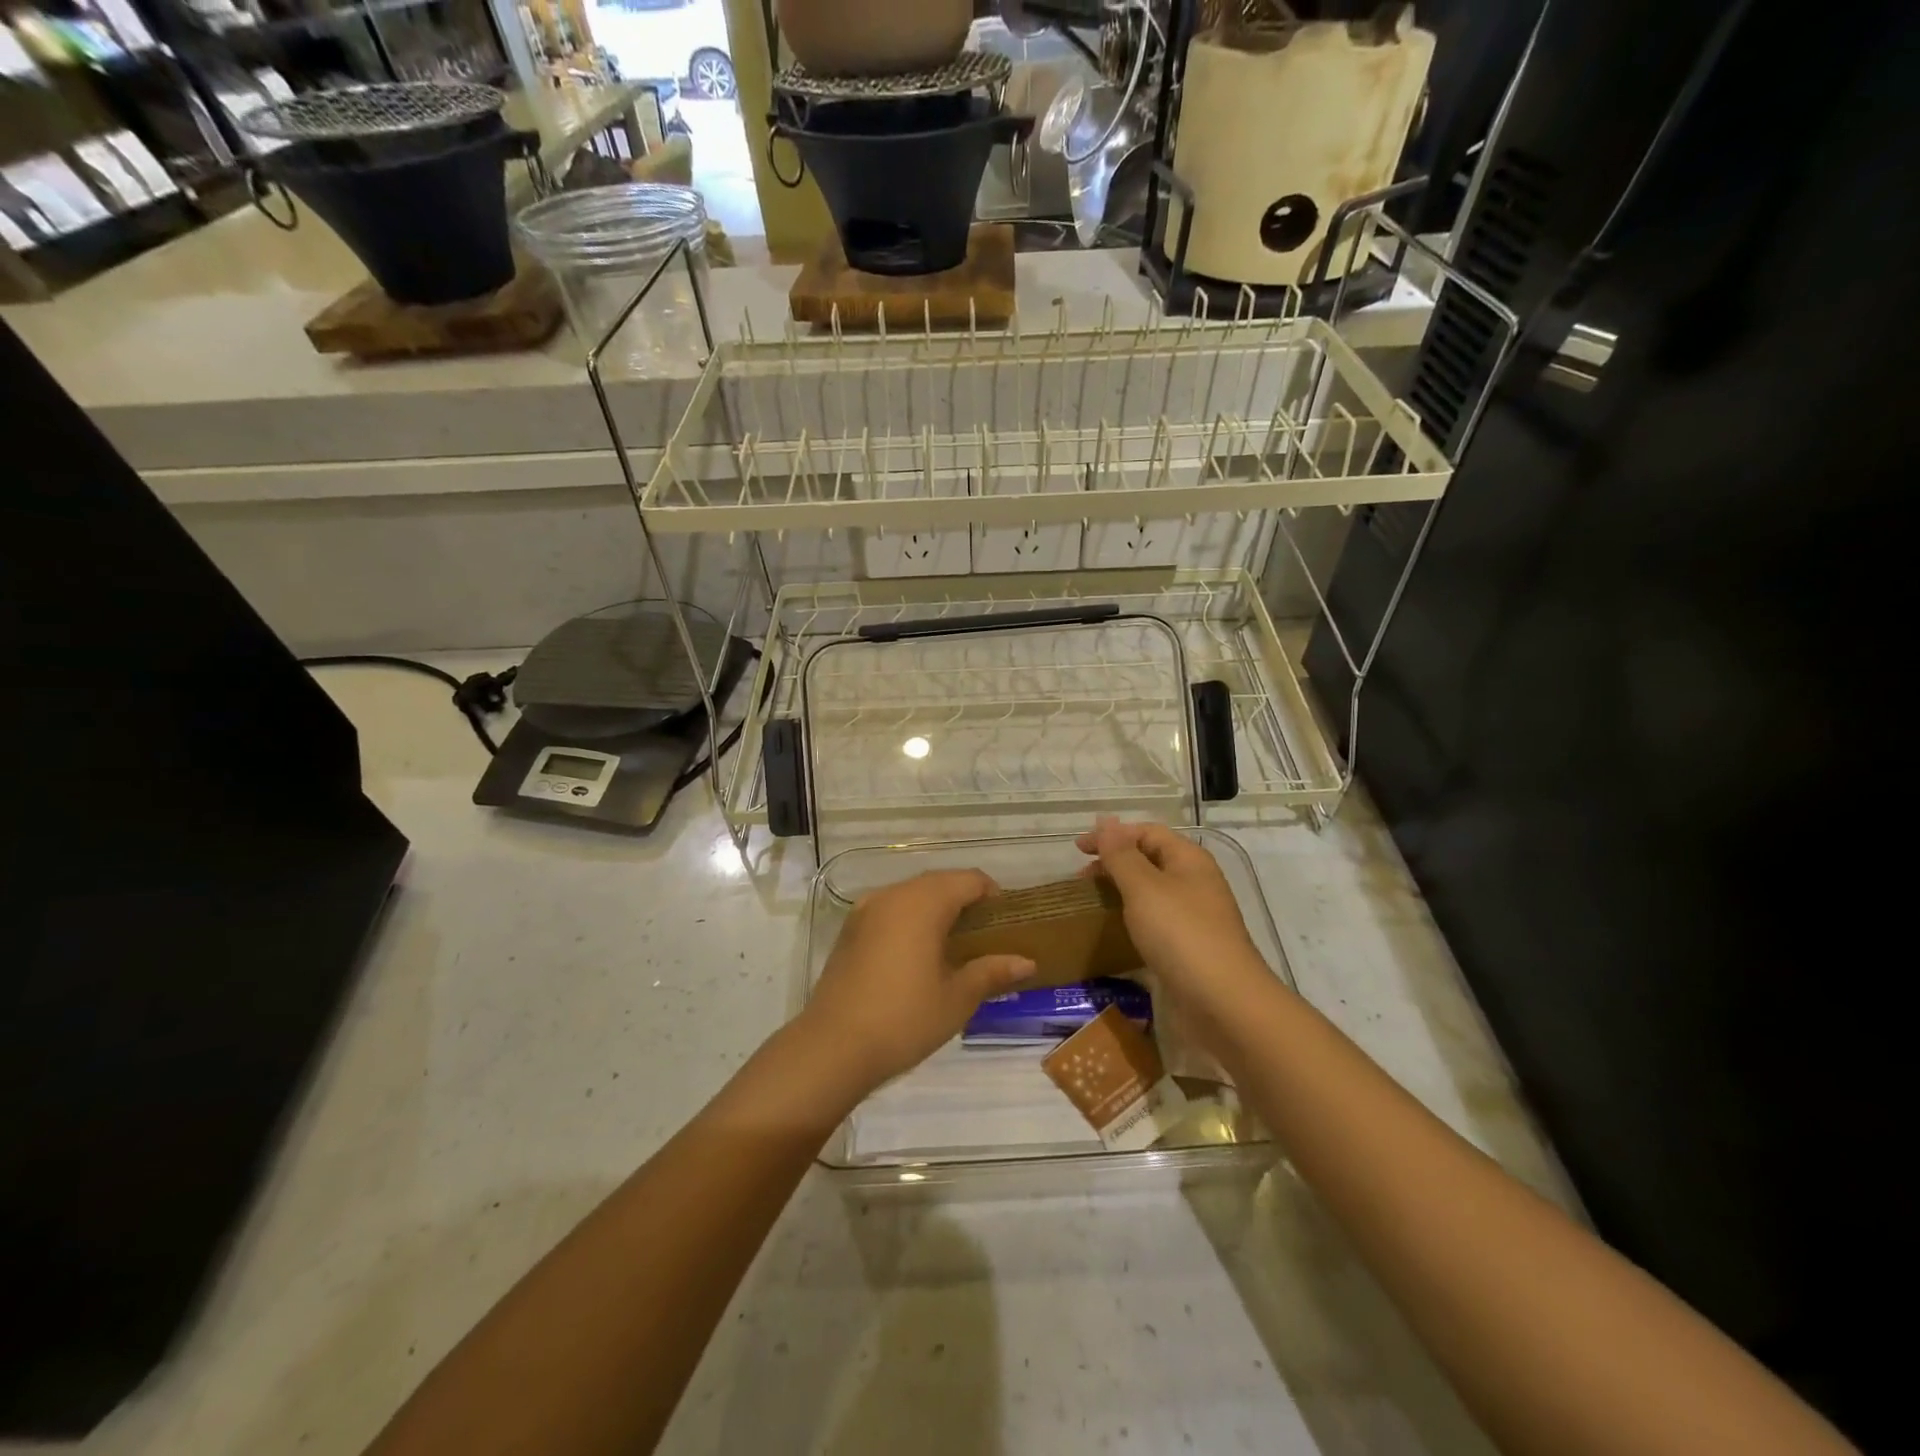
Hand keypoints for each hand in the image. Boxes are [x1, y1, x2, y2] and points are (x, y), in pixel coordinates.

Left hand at [800, 870, 1035, 1092]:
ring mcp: (866, 909)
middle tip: (985, 939)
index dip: (993, 896)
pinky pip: (890, 910)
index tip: (1006, 925)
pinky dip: (910, 920)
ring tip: (953, 949)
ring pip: (912, 895)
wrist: (832, 1046)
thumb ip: (992, 972)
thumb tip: (1027, 962)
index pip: (969, 879)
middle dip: (965, 902)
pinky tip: (917, 956)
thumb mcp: (957, 998)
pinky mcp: (850, 929)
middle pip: (940, 882)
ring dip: (936, 910)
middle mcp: (893, 894)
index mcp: (923, 902)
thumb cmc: (904, 1018)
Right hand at [1076, 817, 1266, 1004]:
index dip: (1112, 835)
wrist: (1223, 1003)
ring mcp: (1194, 916)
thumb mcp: (1144, 888)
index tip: (1078, 850)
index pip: (1147, 832)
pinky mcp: (1189, 947)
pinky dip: (1132, 918)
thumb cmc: (1181, 935)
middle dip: (1114, 862)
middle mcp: (1194, 882)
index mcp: (1188, 859)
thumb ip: (1121, 854)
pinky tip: (1115, 931)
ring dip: (1122, 891)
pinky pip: (1156, 921)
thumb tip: (1105, 821)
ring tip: (1092, 902)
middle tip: (1081, 879)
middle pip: (1150, 859)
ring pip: (1152, 892)